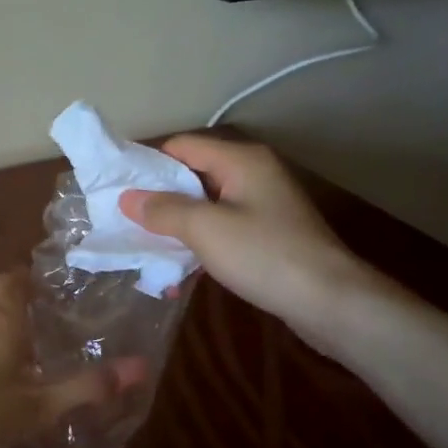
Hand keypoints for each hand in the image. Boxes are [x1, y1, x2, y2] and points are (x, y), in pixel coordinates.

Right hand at [118, 134, 375, 347]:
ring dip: (177, 221)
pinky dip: (199, 239)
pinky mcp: (269, 233)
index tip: (116, 186)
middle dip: (159, 195)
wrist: (331, 302)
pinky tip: (179, 263)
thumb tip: (127, 198)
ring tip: (144, 242)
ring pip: (207, 203)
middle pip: (194, 173)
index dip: (148, 162)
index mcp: (241, 160)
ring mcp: (264, 204)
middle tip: (124, 217)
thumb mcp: (205, 229)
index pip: (182, 146)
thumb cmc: (265, 255)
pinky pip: (223, 226)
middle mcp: (253, 173)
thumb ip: (163, 210)